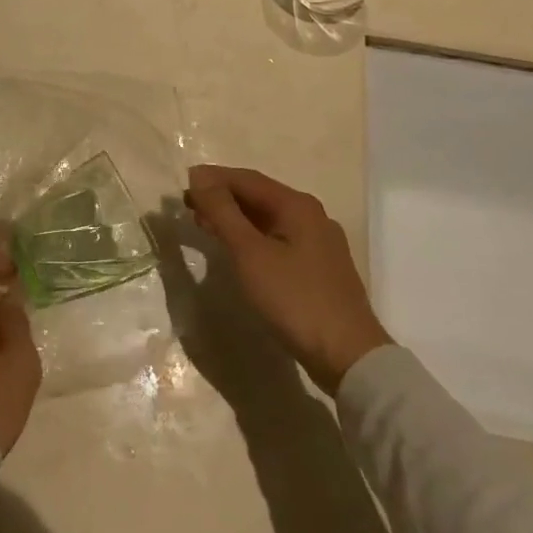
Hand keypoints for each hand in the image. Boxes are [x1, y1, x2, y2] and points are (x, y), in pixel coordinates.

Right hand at [184, 165, 390, 394]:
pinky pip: (278, 239)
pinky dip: (251, 237)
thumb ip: (223, 212)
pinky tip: (237, 250)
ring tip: (205, 225)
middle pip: (259, 196)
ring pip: (268, 219)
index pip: (247, 179)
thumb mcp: (250, 253)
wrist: (348, 356)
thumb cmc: (294, 299)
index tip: (184, 184)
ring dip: (235, 218)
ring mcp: (319, 243)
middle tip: (189, 206)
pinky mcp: (319, 268)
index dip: (213, 179)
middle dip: (222, 198)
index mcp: (298, 206)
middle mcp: (312, 216)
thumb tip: (199, 176)